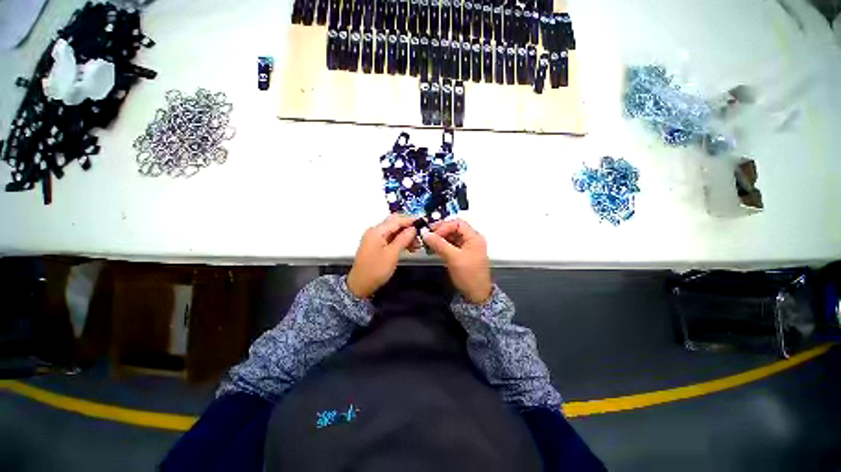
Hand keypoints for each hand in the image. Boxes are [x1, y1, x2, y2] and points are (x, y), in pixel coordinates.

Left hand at [347, 214, 419, 298]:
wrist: (360, 285)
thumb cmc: (376, 269)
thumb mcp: (392, 254)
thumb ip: (403, 239)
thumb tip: (413, 228)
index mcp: (377, 231)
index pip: (396, 220)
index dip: (410, 220)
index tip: (423, 223)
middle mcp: (375, 231)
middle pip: (394, 223)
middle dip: (408, 228)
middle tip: (420, 236)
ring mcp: (374, 238)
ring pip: (393, 231)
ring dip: (405, 235)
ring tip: (416, 245)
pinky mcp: (376, 245)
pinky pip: (390, 238)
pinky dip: (399, 241)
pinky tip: (408, 247)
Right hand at [422, 219, 492, 303]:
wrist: (476, 295)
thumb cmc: (468, 275)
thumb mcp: (453, 258)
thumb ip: (439, 244)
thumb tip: (425, 234)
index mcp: (474, 237)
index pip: (458, 223)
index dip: (444, 226)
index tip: (433, 234)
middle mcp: (472, 239)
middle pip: (454, 228)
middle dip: (441, 231)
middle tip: (428, 236)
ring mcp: (467, 247)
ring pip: (452, 237)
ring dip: (440, 238)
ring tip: (429, 243)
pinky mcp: (462, 255)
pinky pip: (451, 245)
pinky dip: (442, 245)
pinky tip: (434, 248)